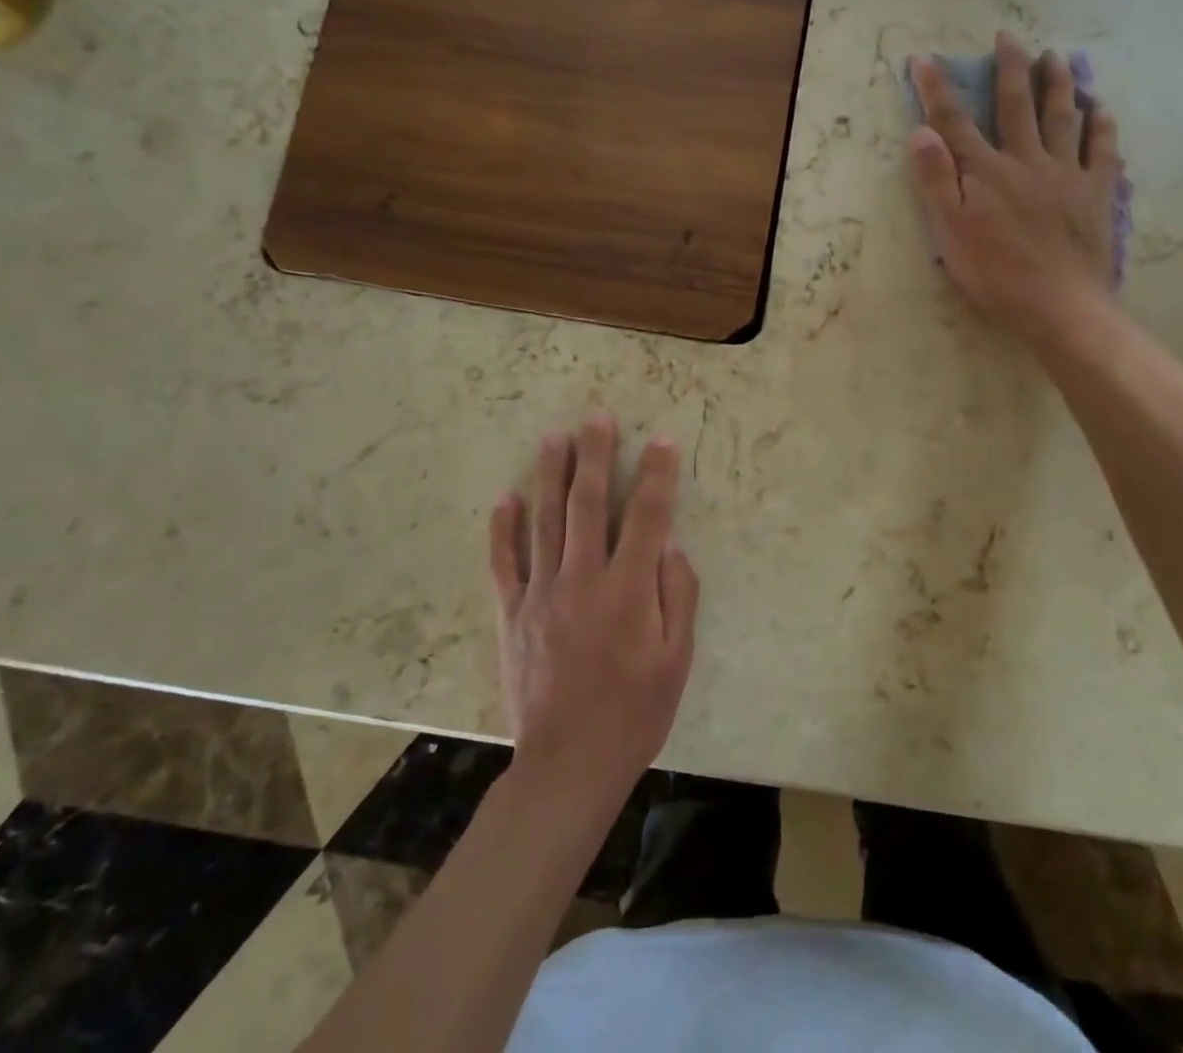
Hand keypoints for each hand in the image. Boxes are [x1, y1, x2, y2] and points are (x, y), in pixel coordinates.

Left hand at [487, 413, 698, 809]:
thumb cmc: (635, 712)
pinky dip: (503, 529)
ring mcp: (542, 594)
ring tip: (554, 437)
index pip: (646, 516)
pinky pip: (504, 562)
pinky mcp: (513, 613)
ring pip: (545, 521)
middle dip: (595, 456)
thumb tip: (670, 546)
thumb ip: (678, 596)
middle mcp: (582, 579)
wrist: (568, 765)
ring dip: (551, 475)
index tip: (660, 440)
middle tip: (596, 417)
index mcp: (628, 590)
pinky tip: (505, 499)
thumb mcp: (678, 659)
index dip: (656, 475)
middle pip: (588, 504)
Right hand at [909, 31, 1124, 347]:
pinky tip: (1101, 110)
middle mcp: (1026, 161)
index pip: (954, 122)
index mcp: (986, 172)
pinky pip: (1102, 150)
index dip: (936, 89)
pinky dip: (1101, 126)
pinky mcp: (1096, 193)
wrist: (1059, 305)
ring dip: (1058, 84)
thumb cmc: (996, 274)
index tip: (923, 59)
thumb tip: (922, 131)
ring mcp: (1066, 174)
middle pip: (1016, 106)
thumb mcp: (951, 231)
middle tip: (1009, 38)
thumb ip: (937, 180)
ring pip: (1062, 118)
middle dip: (1010, 69)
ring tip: (1057, 57)